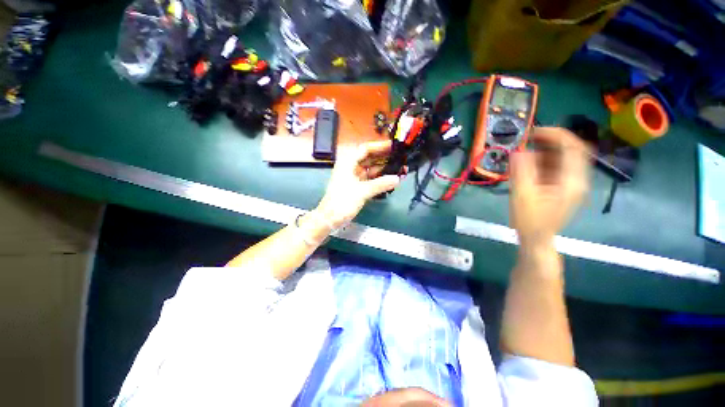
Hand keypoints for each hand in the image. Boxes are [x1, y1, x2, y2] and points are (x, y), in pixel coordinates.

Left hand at [315, 141, 400, 228]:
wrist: (330, 219)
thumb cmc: (342, 202)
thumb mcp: (362, 191)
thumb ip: (380, 184)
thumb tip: (397, 178)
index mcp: (348, 163)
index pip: (365, 149)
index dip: (380, 146)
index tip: (394, 147)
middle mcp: (351, 167)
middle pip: (370, 159)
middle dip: (385, 159)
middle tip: (402, 159)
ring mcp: (355, 177)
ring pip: (372, 170)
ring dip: (385, 170)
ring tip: (401, 170)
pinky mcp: (358, 187)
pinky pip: (371, 179)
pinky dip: (381, 180)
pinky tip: (392, 180)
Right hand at [510, 127, 589, 247]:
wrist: (536, 240)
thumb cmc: (530, 221)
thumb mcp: (523, 195)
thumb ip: (521, 171)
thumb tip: (518, 151)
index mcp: (571, 181)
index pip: (573, 147)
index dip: (556, 134)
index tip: (534, 131)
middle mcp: (577, 179)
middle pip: (570, 150)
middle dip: (549, 141)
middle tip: (527, 140)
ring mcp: (571, 183)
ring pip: (563, 158)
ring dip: (544, 152)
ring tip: (522, 154)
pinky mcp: (563, 187)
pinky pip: (556, 167)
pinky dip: (542, 162)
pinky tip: (527, 166)